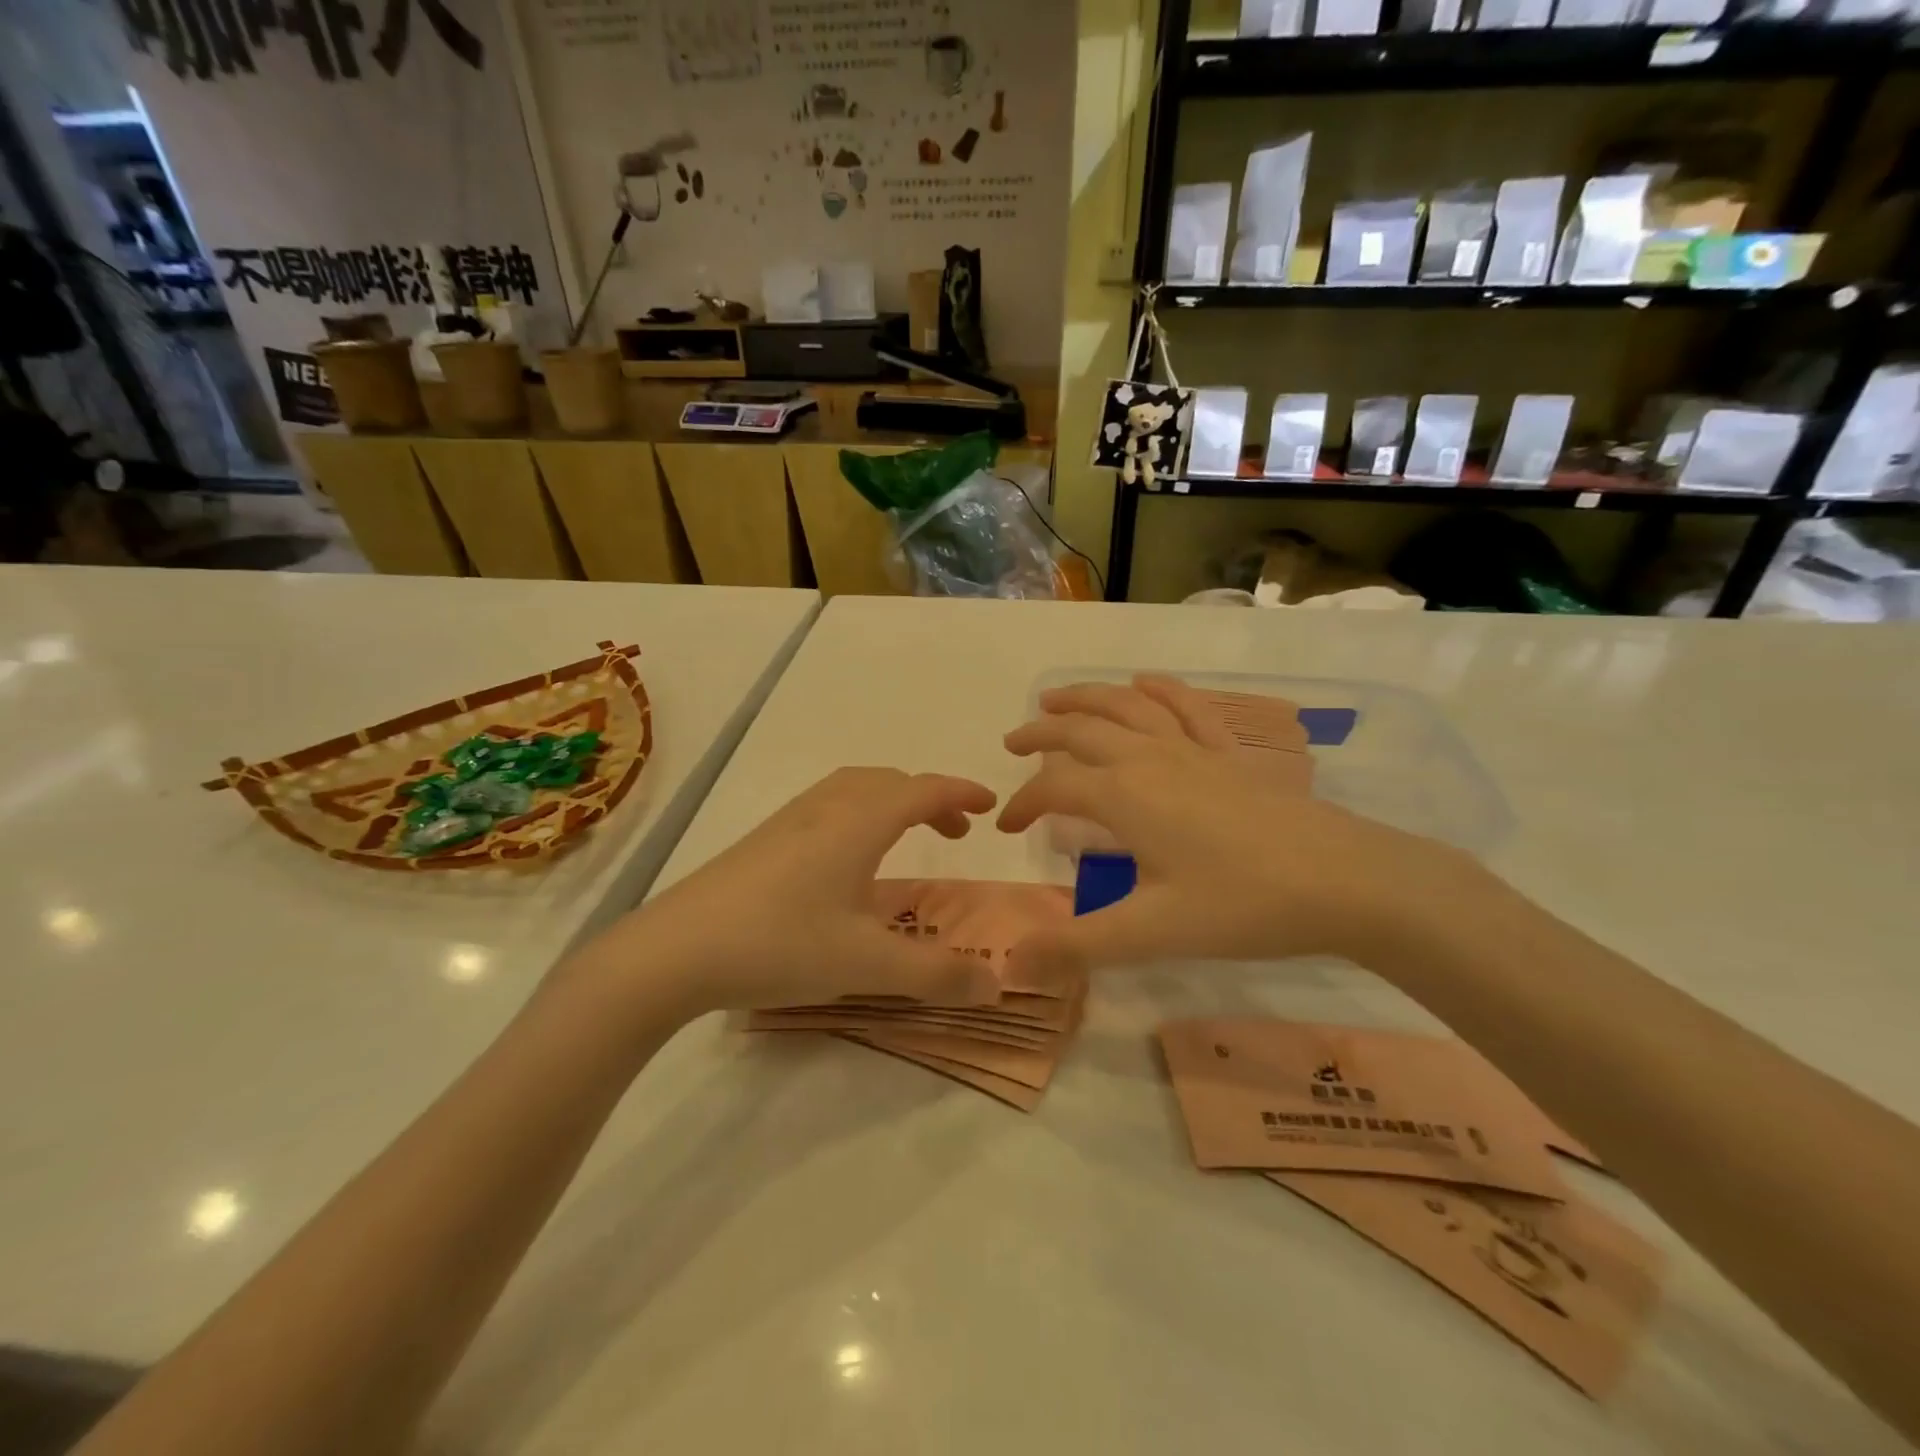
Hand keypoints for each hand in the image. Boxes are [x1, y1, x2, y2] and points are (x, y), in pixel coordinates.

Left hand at [589, 767, 1003, 1014]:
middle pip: (889, 782)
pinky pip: (827, 806)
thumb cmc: (779, 945)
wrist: (673, 950)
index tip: (990, 806)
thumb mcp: (866, 966)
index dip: (960, 793)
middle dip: (930, 799)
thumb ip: (935, 975)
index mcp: (858, 823)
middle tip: (955, 832)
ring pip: (854, 789)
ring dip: (891, 803)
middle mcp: (826, 808)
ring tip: (906, 840)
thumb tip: (997, 985)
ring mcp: (789, 821)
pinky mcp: (763, 840)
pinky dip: (859, 815)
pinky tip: (847, 863)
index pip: (923, 791)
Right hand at [996, 676, 1481, 969]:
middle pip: (1082, 731)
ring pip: (1128, 706)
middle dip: (1041, 734)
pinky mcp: (1230, 755)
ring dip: (1087, 698)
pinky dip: (1160, 690)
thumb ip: (1078, 946)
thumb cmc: (1243, 905)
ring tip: (1058, 698)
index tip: (1004, 828)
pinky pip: (1188, 708)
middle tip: (1013, 743)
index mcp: (1124, 795)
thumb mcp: (1152, 932)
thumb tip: (1012, 965)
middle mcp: (1150, 758)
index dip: (1022, 805)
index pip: (1054, 788)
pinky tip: (1146, 683)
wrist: (1345, 881)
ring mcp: (1194, 749)